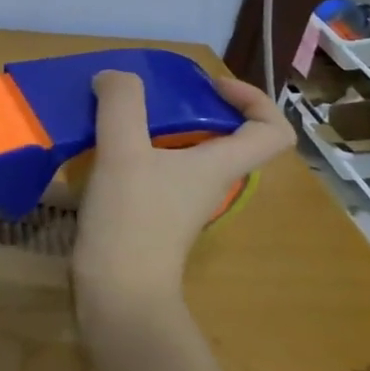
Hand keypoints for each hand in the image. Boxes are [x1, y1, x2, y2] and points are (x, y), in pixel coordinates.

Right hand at [72, 70, 293, 312]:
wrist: (117, 294)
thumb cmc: (132, 220)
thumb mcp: (123, 152)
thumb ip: (122, 104)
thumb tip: (114, 76)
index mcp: (219, 166)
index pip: (271, 131)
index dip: (253, 99)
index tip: (211, 85)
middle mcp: (207, 184)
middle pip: (221, 138)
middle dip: (190, 108)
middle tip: (149, 95)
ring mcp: (178, 204)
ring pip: (182, 155)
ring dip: (155, 129)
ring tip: (115, 116)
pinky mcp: (150, 219)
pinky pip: (152, 173)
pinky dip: (133, 155)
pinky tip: (98, 151)